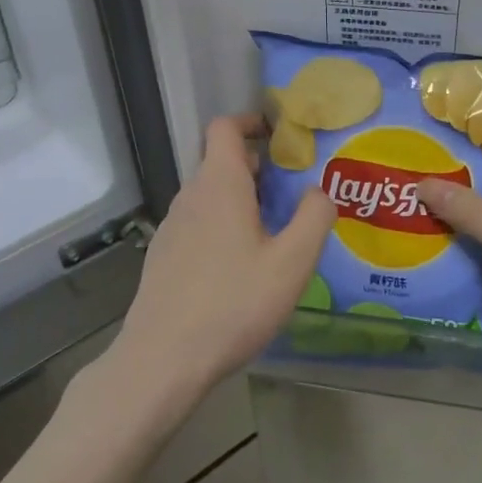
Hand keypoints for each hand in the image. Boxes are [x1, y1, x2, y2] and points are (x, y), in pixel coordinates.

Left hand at [103, 115, 334, 418]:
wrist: (162, 359)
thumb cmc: (233, 304)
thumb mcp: (292, 263)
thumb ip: (314, 217)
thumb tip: (319, 190)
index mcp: (220, 185)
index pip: (225, 127)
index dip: (251, 122)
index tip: (279, 137)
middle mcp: (190, 196)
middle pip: (221, 163)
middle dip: (257, 170)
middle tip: (290, 195)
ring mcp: (171, 227)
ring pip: (209, 197)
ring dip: (240, 201)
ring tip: (271, 235)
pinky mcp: (163, 257)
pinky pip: (197, 224)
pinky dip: (221, 227)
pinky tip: (239, 269)